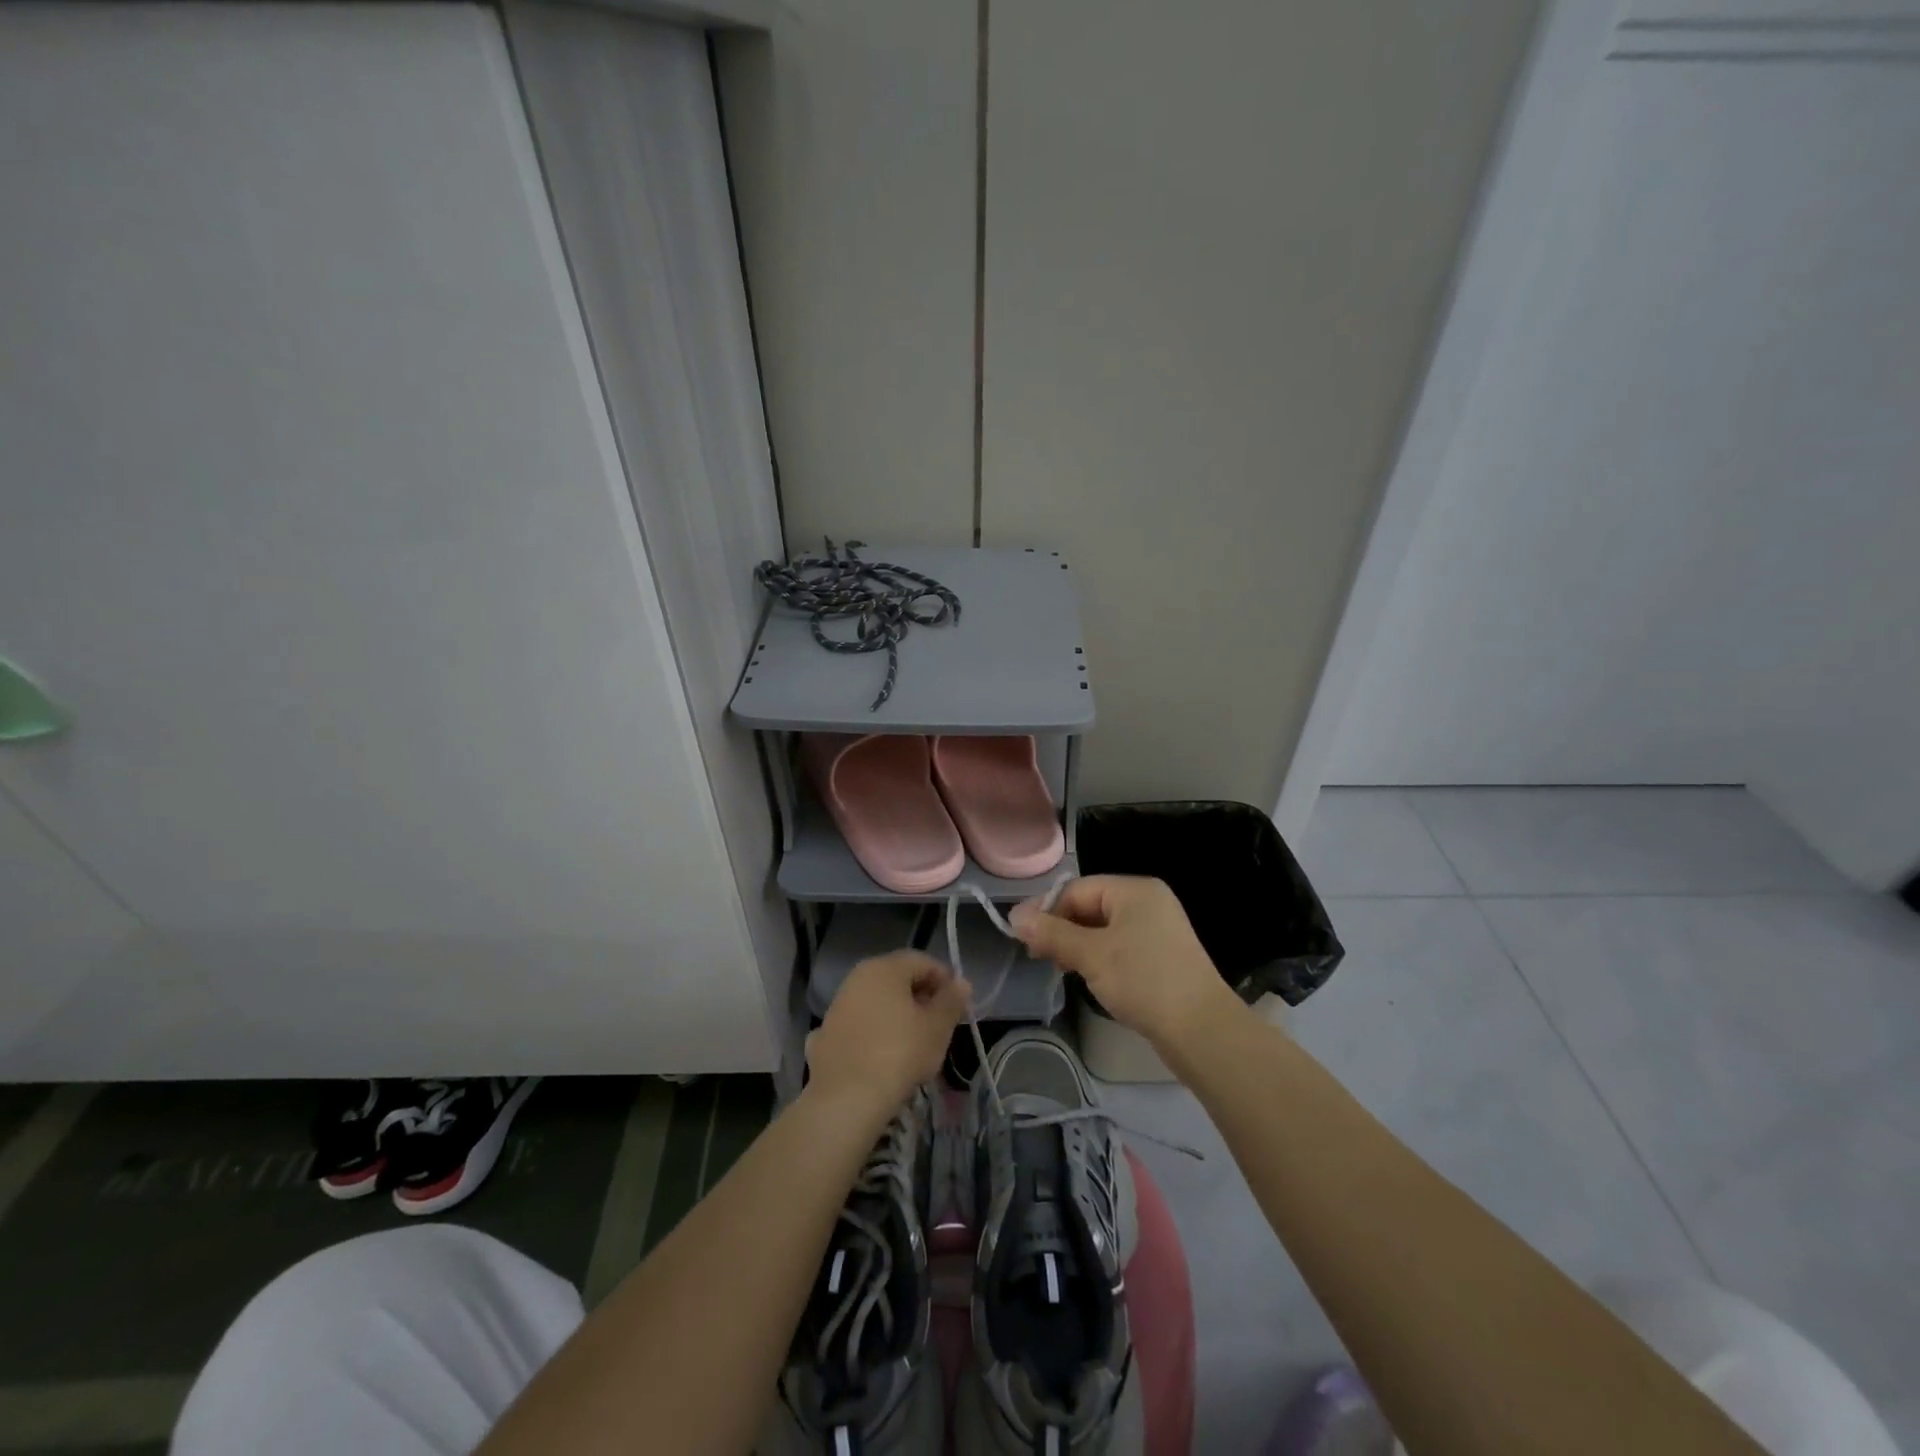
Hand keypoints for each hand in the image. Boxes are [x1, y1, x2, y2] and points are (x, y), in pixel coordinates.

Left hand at [805, 950, 967, 1119]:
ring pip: (877, 1002)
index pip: (922, 961)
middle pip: (897, 979)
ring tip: (914, 1044)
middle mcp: (857, 978)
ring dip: (897, 1015)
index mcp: (885, 968)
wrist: (846, 1098)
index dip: (945, 979)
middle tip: (940, 1025)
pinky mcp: (826, 1034)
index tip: (958, 1005)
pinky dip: (874, 1033)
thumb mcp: (937, 1028)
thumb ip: (952, 1001)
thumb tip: (961, 983)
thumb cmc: (899, 1053)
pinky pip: (860, 1025)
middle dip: (921, 997)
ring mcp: (838, 1006)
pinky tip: (883, 1057)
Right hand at [1011, 875, 1243, 1053]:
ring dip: (1078, 945)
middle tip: (1040, 957)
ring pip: (1103, 929)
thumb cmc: (1144, 981)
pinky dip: (1099, 957)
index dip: (1046, 910)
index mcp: (1134, 890)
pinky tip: (1088, 977)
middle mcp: (1148, 902)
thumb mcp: (1091, 955)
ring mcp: (1159, 929)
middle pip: (1090, 906)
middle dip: (1062, 929)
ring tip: (1061, 968)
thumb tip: (1014, 916)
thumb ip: (1051, 933)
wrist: (1202, 1031)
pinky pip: (1120, 946)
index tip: (1023, 939)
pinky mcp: (1163, 956)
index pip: (1077, 889)